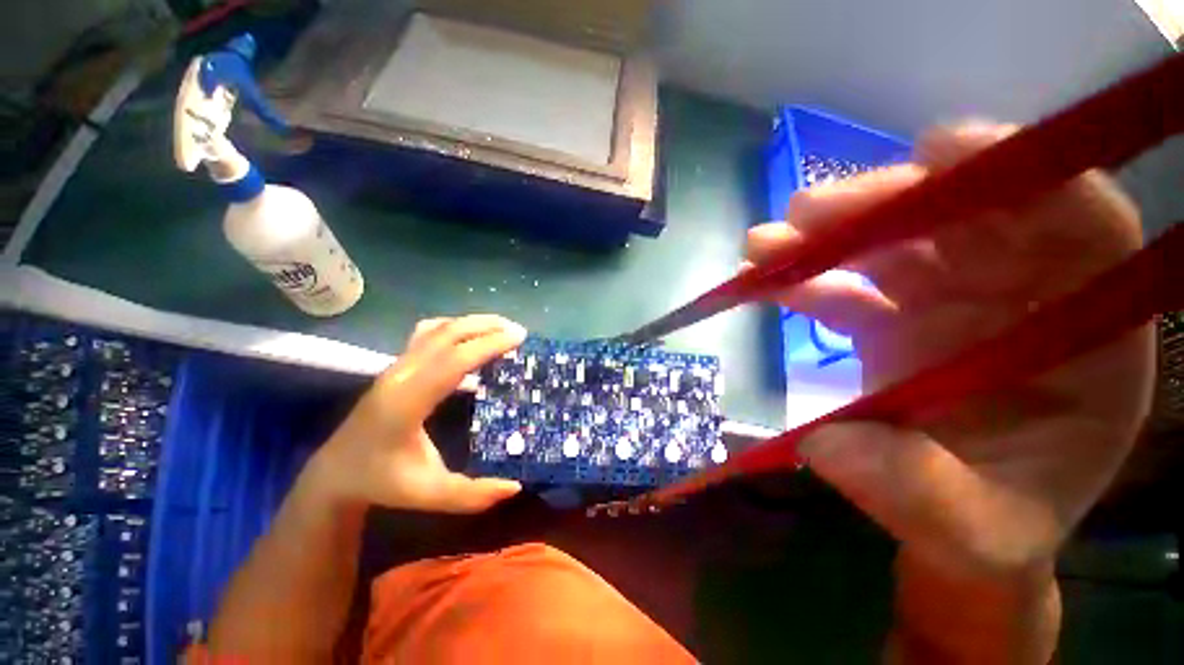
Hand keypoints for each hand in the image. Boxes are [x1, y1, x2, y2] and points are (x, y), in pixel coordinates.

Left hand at [305, 315, 526, 512]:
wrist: (336, 471)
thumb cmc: (382, 482)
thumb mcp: (427, 495)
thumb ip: (471, 495)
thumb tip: (515, 486)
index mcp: (407, 403)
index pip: (453, 362)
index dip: (488, 345)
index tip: (519, 337)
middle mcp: (400, 376)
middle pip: (446, 335)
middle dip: (485, 327)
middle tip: (518, 330)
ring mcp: (395, 367)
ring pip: (436, 329)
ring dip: (471, 323)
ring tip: (501, 327)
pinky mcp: (396, 365)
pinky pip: (427, 334)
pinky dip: (454, 326)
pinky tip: (469, 334)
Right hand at [746, 123, 1155, 581]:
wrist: (953, 525)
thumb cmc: (989, 529)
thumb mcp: (972, 532)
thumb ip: (920, 494)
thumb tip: (827, 444)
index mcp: (1084, 338)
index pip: (1082, 224)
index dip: (1021, 174)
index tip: (935, 150)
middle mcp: (1024, 300)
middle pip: (966, 217)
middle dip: (885, 204)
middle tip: (806, 213)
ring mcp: (952, 304)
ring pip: (894, 243)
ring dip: (826, 236)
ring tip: (765, 244)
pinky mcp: (895, 319)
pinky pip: (848, 284)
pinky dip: (804, 278)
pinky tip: (761, 280)